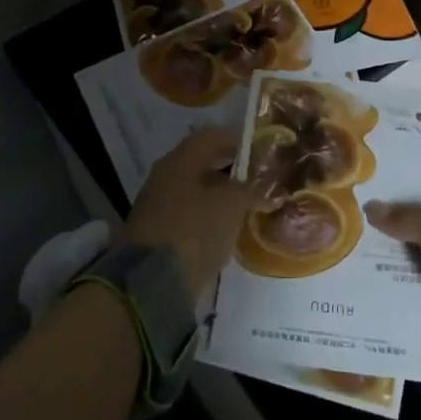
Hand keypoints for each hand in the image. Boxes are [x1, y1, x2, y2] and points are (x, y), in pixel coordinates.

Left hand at [124, 129, 260, 307]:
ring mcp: (161, 206)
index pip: (213, 137)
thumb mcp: (231, 204)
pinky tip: (233, 227)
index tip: (266, 147)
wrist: (153, 283)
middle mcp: (167, 177)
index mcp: (180, 160)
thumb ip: (251, 189)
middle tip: (264, 177)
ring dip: (224, 195)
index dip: (240, 139)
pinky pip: (194, 216)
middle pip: (205, 163)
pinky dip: (213, 217)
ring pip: (200, 191)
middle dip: (234, 169)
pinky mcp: (162, 234)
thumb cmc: (194, 229)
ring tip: (253, 203)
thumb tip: (267, 187)